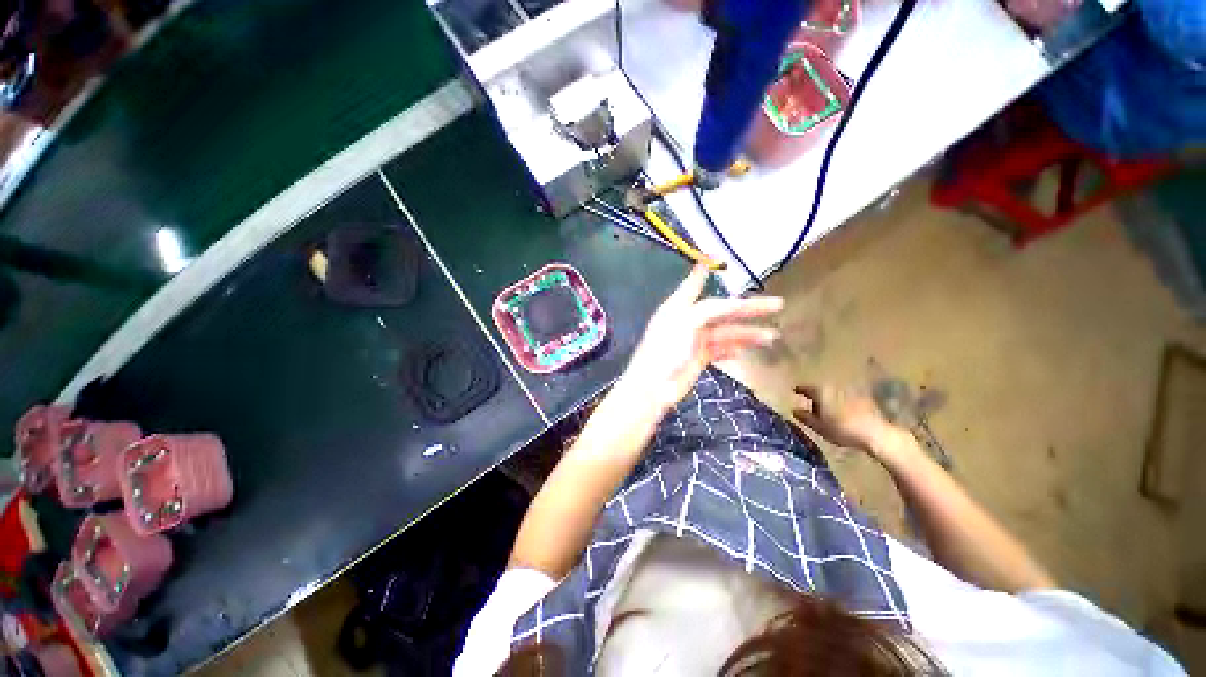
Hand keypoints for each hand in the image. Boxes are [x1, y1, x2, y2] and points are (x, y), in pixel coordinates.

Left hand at [618, 265, 782, 414]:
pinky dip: (732, 349)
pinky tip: (744, 351)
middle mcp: (688, 321)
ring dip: (747, 333)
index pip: (695, 287)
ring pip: (726, 332)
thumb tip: (706, 270)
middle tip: (778, 304)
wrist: (654, 387)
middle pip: (722, 311)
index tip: (716, 260)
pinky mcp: (699, 358)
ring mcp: (694, 341)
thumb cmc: (667, 349)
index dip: (704, 274)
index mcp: (680, 308)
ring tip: (771, 336)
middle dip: (749, 308)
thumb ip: (706, 305)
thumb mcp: (687, 322)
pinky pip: (720, 350)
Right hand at [792, 384, 899, 452]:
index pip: (806, 388)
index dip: (799, 390)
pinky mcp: (863, 400)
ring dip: (829, 401)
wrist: (875, 433)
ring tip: (827, 413)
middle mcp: (834, 388)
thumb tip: (794, 410)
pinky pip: (845, 400)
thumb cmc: (842, 429)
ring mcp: (850, 392)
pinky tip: (842, 415)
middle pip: (820, 390)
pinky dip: (841, 405)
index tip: (794, 391)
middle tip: (812, 408)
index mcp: (821, 392)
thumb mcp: (818, 426)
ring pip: (834, 395)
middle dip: (816, 398)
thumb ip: (804, 417)